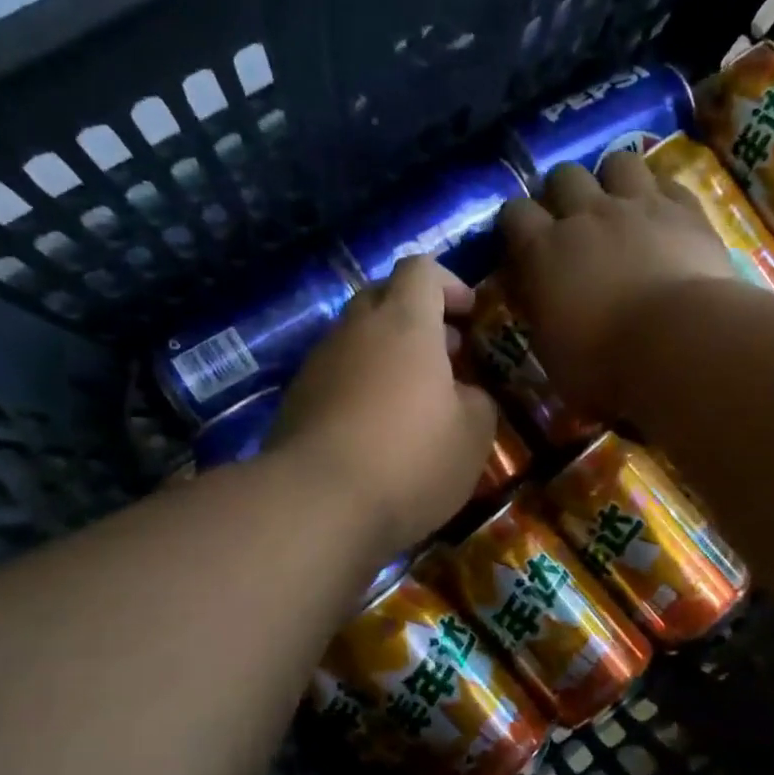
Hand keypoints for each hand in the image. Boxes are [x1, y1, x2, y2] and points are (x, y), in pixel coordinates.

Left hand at [270, 255, 498, 558]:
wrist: (317, 505)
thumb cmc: (410, 460)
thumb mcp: (473, 435)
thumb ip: (477, 401)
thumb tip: (463, 394)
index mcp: (404, 324)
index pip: (421, 270)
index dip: (449, 284)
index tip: (470, 315)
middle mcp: (355, 331)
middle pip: (383, 296)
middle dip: (417, 317)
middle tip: (446, 356)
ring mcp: (319, 364)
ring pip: (357, 339)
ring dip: (388, 355)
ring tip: (415, 400)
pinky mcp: (296, 401)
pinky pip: (337, 376)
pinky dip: (361, 387)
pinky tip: (378, 431)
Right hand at [499, 155, 738, 416]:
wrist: (678, 344)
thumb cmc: (604, 365)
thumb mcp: (553, 354)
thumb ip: (542, 316)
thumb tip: (539, 302)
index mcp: (543, 251)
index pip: (514, 214)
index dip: (516, 225)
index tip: (524, 245)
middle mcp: (586, 215)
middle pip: (563, 175)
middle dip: (563, 192)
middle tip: (573, 222)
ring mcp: (638, 205)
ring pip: (618, 161)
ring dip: (614, 179)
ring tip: (621, 206)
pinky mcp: (685, 209)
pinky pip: (668, 182)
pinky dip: (662, 195)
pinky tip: (665, 216)